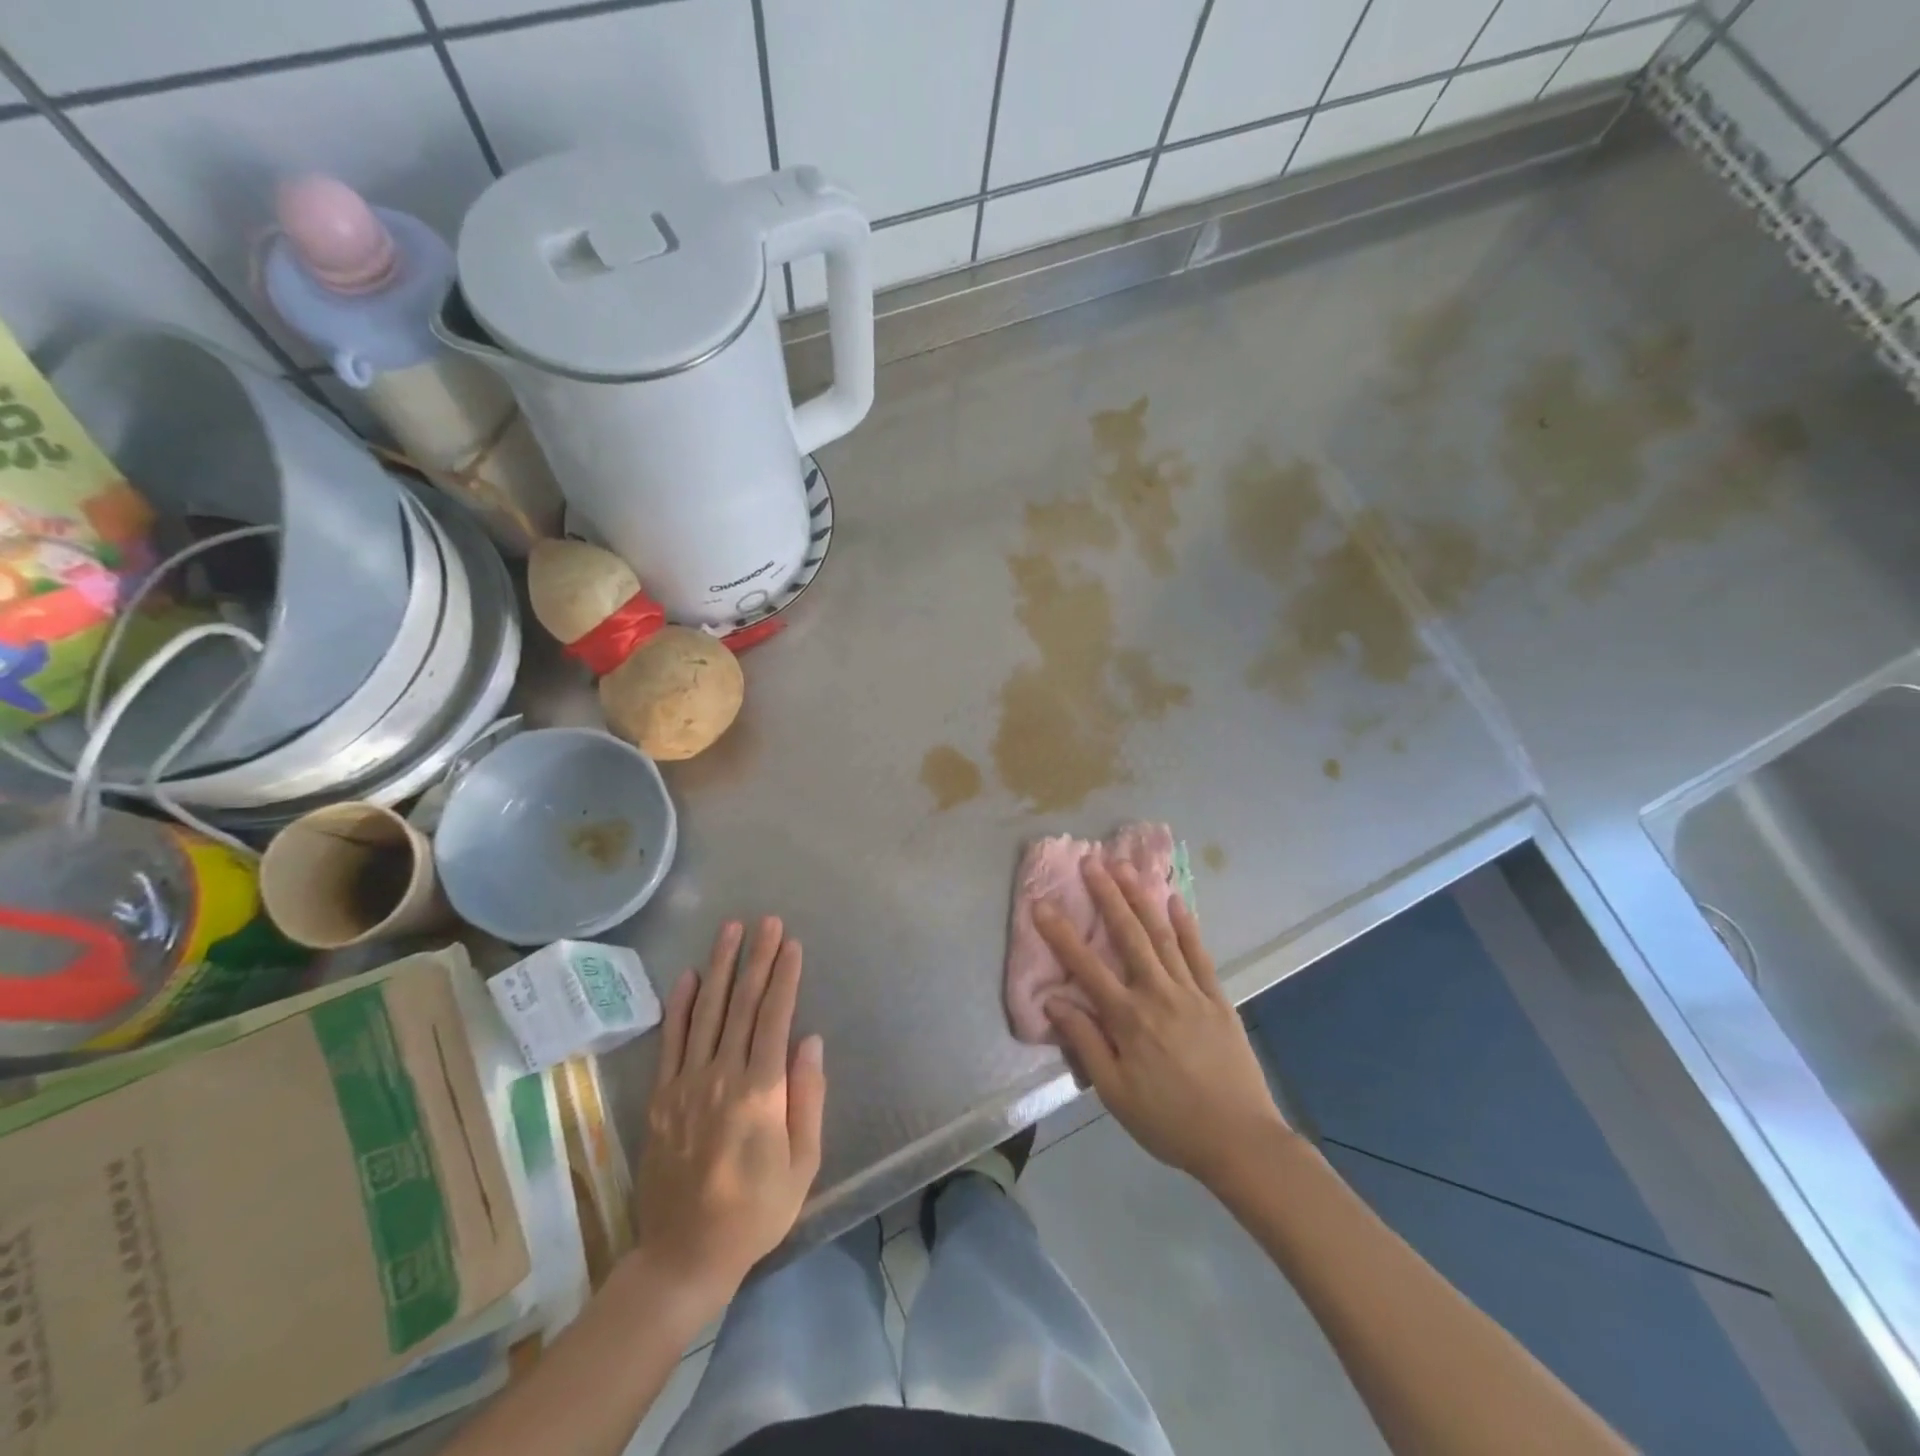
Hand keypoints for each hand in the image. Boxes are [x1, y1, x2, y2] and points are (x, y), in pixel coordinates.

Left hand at [630, 917, 825, 1318]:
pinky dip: (679, 1005)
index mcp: (760, 1091)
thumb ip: (807, 1097)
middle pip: (743, 1004)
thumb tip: (809, 1040)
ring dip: (721, 966)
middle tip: (767, 921)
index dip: (785, 977)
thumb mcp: (803, 1162)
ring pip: (706, 1011)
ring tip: (731, 930)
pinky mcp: (662, 1097)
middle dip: (758, 958)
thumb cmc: (756, 1210)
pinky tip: (689, 976)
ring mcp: (686, 1084)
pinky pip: (671, 1041)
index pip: (775, 1018)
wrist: (685, 1255)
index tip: (792, 943)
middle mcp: (721, 1076)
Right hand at [1035, 859, 1288, 1188]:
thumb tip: (1054, 1001)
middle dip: (1108, 895)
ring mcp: (1191, 992)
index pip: (1086, 966)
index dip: (1060, 933)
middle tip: (1091, 861)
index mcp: (1128, 1018)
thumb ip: (1085, 1043)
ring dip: (1142, 898)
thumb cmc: (1169, 1122)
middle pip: (1128, 935)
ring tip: (1126, 867)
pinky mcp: (1218, 998)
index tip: (1041, 903)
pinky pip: (1199, 955)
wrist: (1240, 1141)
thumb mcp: (1115, 1093)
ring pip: (1162, 935)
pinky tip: (1176, 901)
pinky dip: (1187, 926)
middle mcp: (1157, 993)